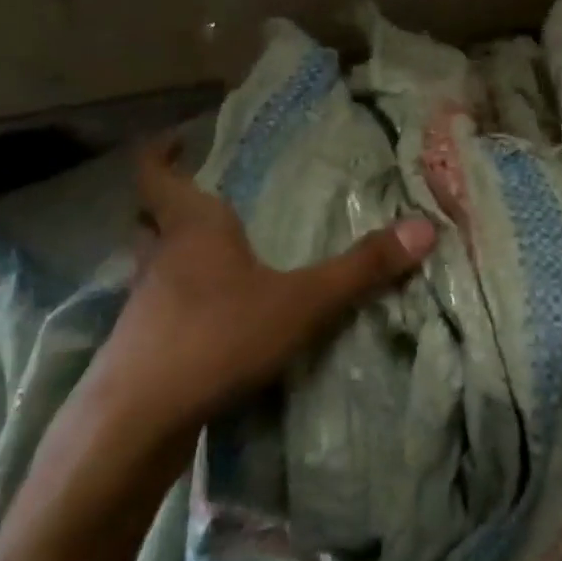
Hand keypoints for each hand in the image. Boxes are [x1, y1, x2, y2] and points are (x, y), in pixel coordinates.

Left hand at [53, 134, 436, 474]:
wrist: (138, 421)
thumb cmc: (218, 336)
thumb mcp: (302, 302)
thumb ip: (361, 268)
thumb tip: (425, 228)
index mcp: (192, 227)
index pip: (156, 173)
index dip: (161, 152)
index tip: (176, 138)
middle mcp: (159, 256)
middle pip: (149, 216)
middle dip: (169, 202)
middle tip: (202, 197)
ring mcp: (141, 303)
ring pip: (151, 263)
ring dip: (172, 253)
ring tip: (212, 256)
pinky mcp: (136, 346)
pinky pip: (155, 307)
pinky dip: (176, 301)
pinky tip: (206, 319)